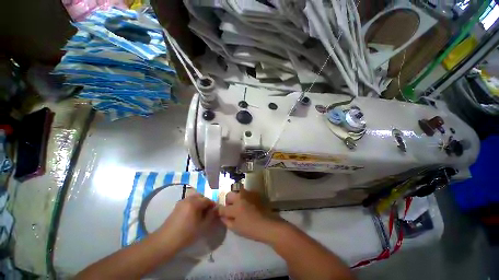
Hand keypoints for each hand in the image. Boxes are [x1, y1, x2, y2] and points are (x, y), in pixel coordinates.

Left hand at [158, 193, 216, 249]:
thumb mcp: (202, 226)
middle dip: (206, 202)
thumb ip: (211, 216)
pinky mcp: (177, 206)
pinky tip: (192, 215)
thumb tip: (215, 209)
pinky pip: (188, 201)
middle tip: (208, 212)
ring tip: (200, 214)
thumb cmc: (186, 234)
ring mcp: (181, 202)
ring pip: (194, 198)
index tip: (215, 212)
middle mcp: (188, 199)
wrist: (165, 241)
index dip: (212, 205)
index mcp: (194, 203)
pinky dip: (193, 204)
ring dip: (199, 203)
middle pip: (200, 196)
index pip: (207, 199)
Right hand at [218, 188, 284, 243]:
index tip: (219, 212)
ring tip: (241, 206)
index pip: (222, 208)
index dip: (219, 210)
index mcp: (235, 207)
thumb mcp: (236, 228)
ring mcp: (248, 193)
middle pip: (229, 195)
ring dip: (237, 198)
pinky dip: (245, 198)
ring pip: (238, 192)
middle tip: (231, 209)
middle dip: (228, 201)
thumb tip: (222, 216)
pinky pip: (246, 193)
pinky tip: (249, 204)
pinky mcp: (255, 193)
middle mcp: (241, 197)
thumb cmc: (251, 229)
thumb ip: (227, 221)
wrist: (268, 224)